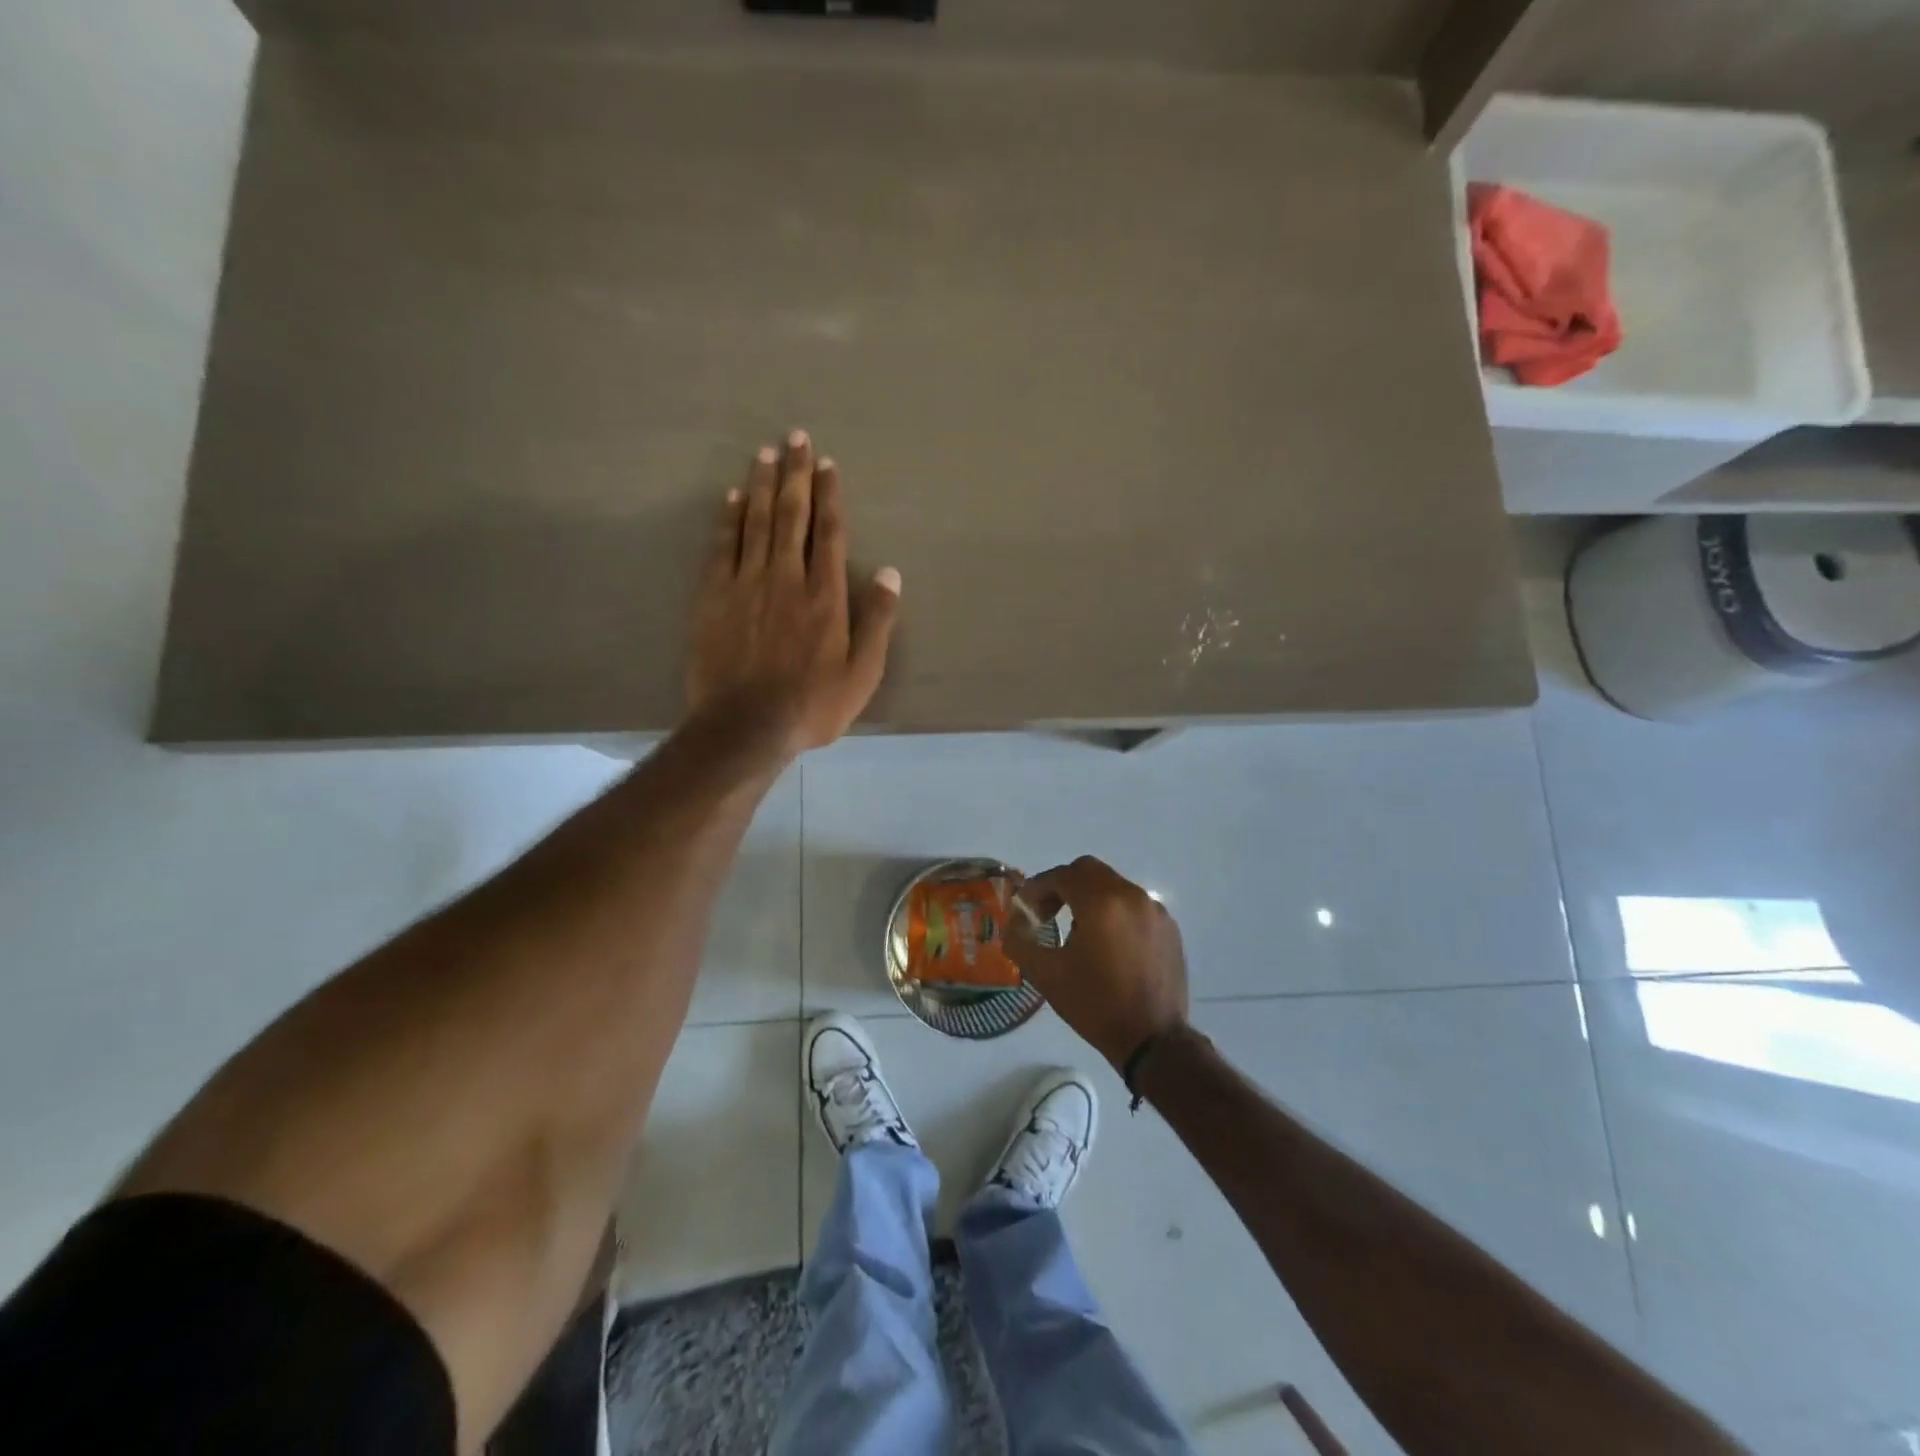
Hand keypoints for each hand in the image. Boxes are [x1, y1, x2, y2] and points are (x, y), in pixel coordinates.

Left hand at [687, 431, 900, 755]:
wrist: (745, 727)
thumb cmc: (812, 706)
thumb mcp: (862, 674)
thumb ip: (877, 622)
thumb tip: (890, 574)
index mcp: (825, 597)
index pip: (830, 533)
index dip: (829, 496)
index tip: (828, 465)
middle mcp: (787, 578)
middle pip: (792, 516)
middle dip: (796, 475)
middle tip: (796, 438)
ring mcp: (746, 585)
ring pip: (756, 523)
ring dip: (762, 485)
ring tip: (766, 453)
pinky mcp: (714, 597)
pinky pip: (722, 547)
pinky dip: (729, 519)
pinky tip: (733, 498)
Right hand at [1006, 856, 1189, 1070]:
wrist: (1153, 1040)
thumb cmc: (1095, 1004)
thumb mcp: (1046, 975)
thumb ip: (1020, 941)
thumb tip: (1013, 923)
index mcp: (1102, 902)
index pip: (1063, 875)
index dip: (1039, 887)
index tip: (1026, 909)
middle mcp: (1132, 896)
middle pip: (1090, 872)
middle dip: (1063, 886)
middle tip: (1048, 913)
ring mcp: (1155, 911)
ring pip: (1114, 887)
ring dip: (1090, 899)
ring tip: (1078, 933)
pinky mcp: (1169, 928)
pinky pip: (1134, 906)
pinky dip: (1115, 913)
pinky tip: (1108, 945)